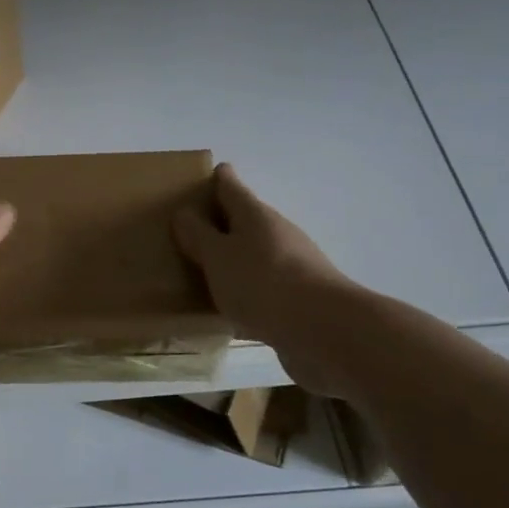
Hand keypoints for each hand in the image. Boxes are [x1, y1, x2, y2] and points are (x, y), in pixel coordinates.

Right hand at [174, 163, 365, 393]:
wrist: (324, 330)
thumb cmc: (262, 282)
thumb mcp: (217, 256)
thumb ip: (198, 235)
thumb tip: (184, 212)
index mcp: (255, 215)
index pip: (231, 186)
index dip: (217, 179)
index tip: (203, 177)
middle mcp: (277, 233)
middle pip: (246, 220)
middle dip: (221, 222)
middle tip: (189, 230)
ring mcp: (293, 266)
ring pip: (255, 255)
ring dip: (233, 260)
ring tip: (203, 272)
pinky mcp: (299, 299)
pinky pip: (263, 288)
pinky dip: (246, 291)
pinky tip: (229, 311)